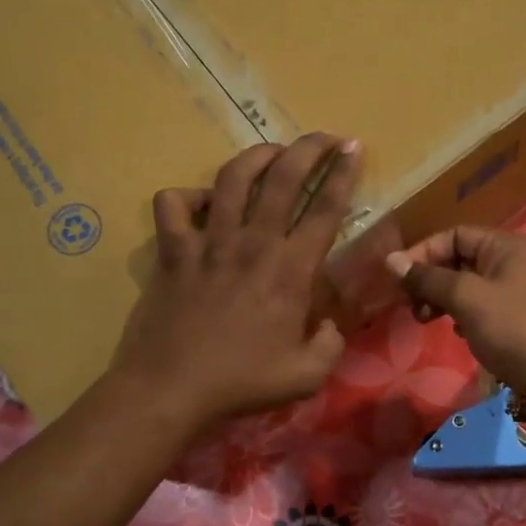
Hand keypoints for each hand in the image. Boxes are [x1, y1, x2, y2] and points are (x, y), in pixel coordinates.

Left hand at [113, 134, 360, 430]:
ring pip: (232, 178)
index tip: (353, 149)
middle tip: (324, 137)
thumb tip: (329, 325)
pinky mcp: (173, 250)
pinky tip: (202, 203)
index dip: (343, 174)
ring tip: (272, 151)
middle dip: (308, 148)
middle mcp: (253, 243)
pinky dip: (188, 195)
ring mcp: (209, 242)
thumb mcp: (307, 376)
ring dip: (256, 156)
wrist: (171, 388)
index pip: (325, 209)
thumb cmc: (242, 382)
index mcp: (291, 270)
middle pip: (283, 178)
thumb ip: (330, 345)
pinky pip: (174, 204)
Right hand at [385, 227, 525, 391]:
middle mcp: (514, 261)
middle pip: (460, 259)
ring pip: (468, 285)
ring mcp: (518, 290)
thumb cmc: (510, 328)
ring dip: (442, 299)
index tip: (400, 279)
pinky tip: (456, 332)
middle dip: (431, 280)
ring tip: (426, 320)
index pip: (455, 235)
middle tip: (412, 305)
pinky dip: (462, 314)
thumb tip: (391, 260)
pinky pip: (481, 306)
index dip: (424, 252)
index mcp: (506, 246)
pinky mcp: (517, 318)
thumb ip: (428, 278)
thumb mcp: (466, 298)